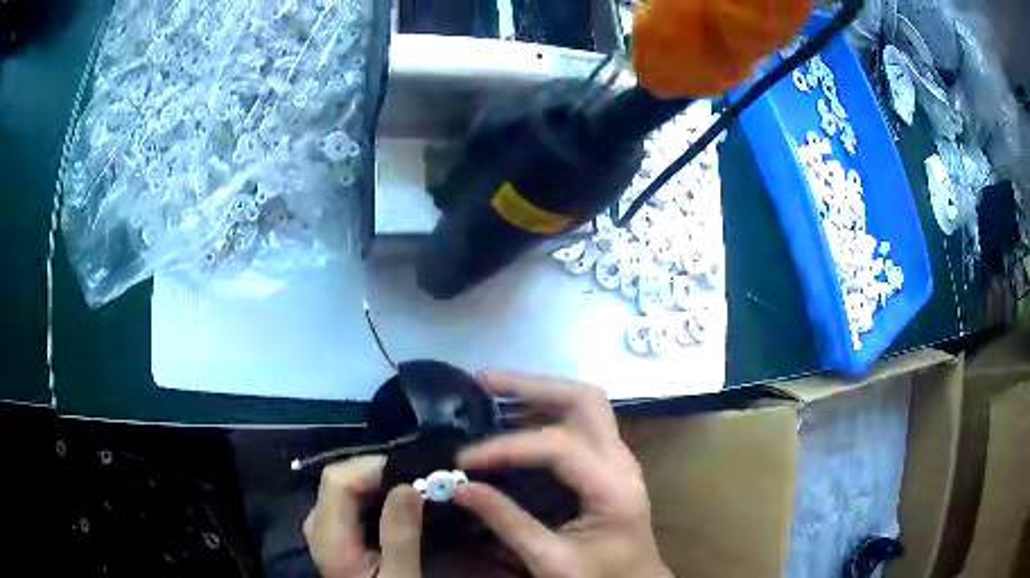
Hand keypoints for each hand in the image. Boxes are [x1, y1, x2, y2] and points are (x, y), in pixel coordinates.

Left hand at [303, 455, 423, 577]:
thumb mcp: (399, 576)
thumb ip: (400, 535)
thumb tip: (408, 486)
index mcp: (329, 535)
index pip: (338, 480)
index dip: (373, 469)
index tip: (414, 474)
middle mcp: (318, 523)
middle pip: (339, 478)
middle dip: (378, 473)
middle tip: (419, 480)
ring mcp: (323, 525)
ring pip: (343, 485)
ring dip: (377, 482)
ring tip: (413, 488)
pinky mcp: (332, 530)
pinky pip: (349, 498)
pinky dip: (373, 494)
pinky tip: (397, 504)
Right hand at [454, 371, 673, 577]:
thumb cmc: (600, 577)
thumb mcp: (552, 560)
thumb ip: (508, 523)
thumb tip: (460, 489)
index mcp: (614, 488)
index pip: (559, 447)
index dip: (507, 447)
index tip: (464, 459)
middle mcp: (622, 461)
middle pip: (584, 400)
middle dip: (531, 386)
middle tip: (482, 381)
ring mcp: (618, 457)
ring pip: (584, 403)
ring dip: (537, 391)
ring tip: (490, 389)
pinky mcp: (608, 462)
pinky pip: (579, 421)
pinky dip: (544, 410)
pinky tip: (514, 415)